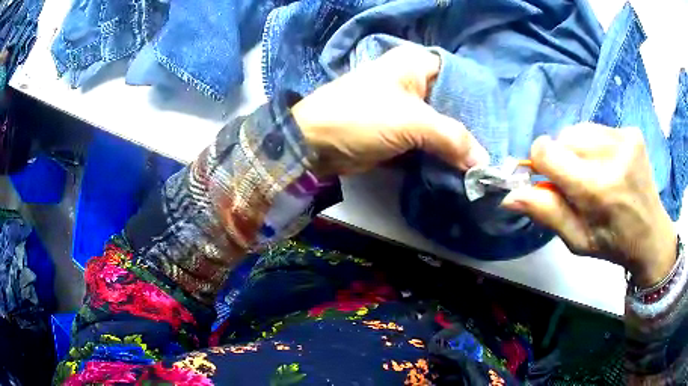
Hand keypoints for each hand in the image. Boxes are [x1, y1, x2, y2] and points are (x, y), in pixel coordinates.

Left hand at [291, 46, 488, 176]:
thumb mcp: (411, 122)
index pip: (461, 77)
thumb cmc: (361, 117)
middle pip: (454, 102)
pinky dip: (442, 152)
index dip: (480, 100)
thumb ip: (452, 138)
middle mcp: (414, 80)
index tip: (498, 124)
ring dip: (458, 143)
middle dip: (471, 125)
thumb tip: (484, 163)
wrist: (315, 144)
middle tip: (494, 148)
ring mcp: (407, 106)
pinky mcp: (400, 130)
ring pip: (442, 123)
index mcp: (416, 63)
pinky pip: (429, 139)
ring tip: (483, 160)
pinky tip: (461, 165)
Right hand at [501, 124, 676, 287]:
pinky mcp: (632, 131)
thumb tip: (510, 196)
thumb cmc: (613, 243)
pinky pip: (597, 129)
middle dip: (562, 158)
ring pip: (579, 130)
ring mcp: (625, 138)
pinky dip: (595, 145)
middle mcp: (611, 154)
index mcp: (597, 188)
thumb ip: (546, 213)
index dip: (540, 162)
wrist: (651, 234)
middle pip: (563, 137)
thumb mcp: (576, 240)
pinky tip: (608, 165)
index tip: (549, 179)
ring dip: (578, 150)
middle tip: (577, 184)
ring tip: (594, 173)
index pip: (547, 151)